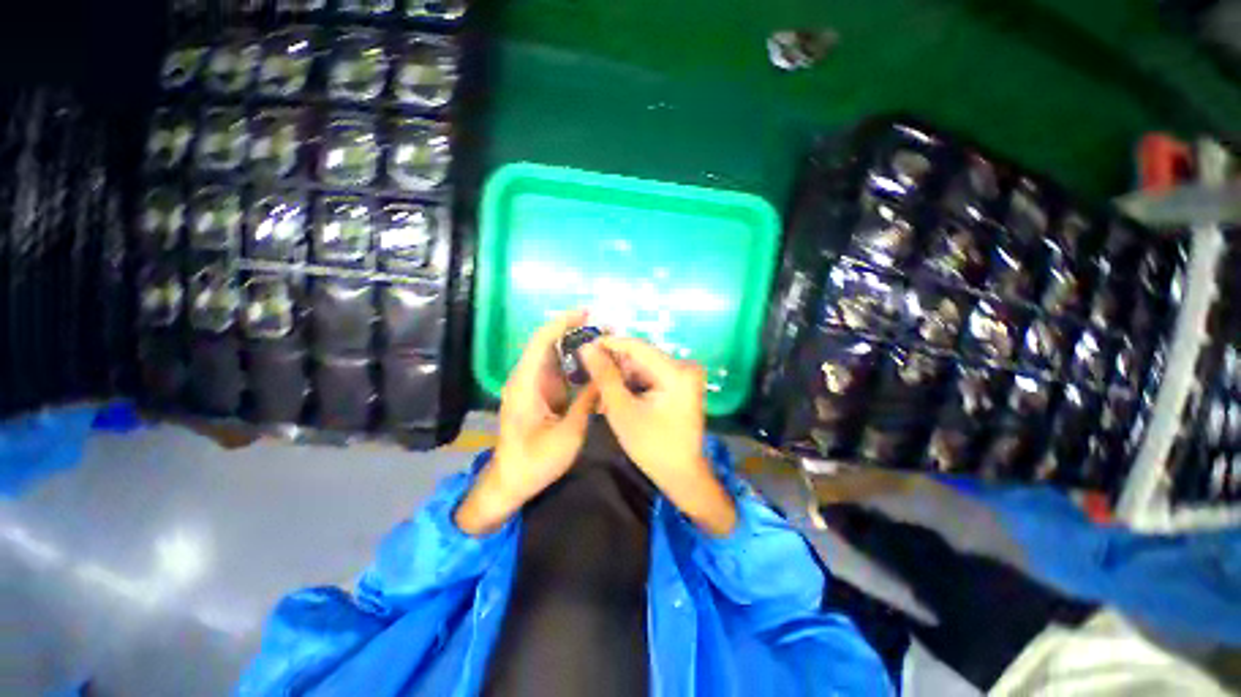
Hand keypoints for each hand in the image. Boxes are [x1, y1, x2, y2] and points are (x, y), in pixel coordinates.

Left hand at [455, 310, 598, 535]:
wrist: (511, 481)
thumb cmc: (534, 462)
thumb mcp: (567, 435)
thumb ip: (587, 402)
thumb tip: (606, 375)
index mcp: (526, 383)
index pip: (541, 340)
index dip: (563, 322)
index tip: (588, 312)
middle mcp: (527, 377)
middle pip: (548, 342)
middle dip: (575, 329)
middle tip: (606, 325)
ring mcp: (533, 384)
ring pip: (554, 353)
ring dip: (576, 343)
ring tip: (605, 339)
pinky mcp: (540, 392)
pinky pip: (558, 367)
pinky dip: (575, 360)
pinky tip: (594, 361)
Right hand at [581, 337, 736, 535]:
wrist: (682, 474)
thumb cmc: (652, 446)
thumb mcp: (622, 410)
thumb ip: (605, 376)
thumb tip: (587, 347)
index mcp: (676, 371)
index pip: (637, 346)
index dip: (608, 344)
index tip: (583, 346)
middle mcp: (685, 367)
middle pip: (641, 357)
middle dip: (614, 365)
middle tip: (588, 373)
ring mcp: (685, 375)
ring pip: (644, 366)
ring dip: (621, 376)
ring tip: (600, 389)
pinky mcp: (681, 384)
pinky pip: (652, 376)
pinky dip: (633, 384)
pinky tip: (617, 395)